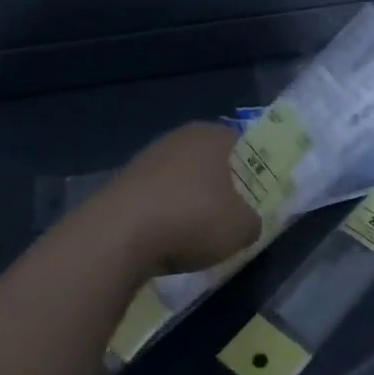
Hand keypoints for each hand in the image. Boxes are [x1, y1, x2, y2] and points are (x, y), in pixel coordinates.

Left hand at [97, 121, 261, 277]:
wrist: (118, 236)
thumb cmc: (192, 219)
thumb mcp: (241, 228)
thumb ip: (253, 221)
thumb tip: (249, 222)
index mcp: (213, 135)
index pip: (242, 144)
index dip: (253, 171)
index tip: (255, 198)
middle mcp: (180, 137)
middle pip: (210, 160)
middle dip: (220, 185)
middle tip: (228, 216)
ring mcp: (148, 157)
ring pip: (181, 177)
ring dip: (189, 200)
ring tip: (195, 234)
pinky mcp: (123, 182)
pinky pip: (156, 196)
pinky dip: (164, 213)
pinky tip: (165, 239)